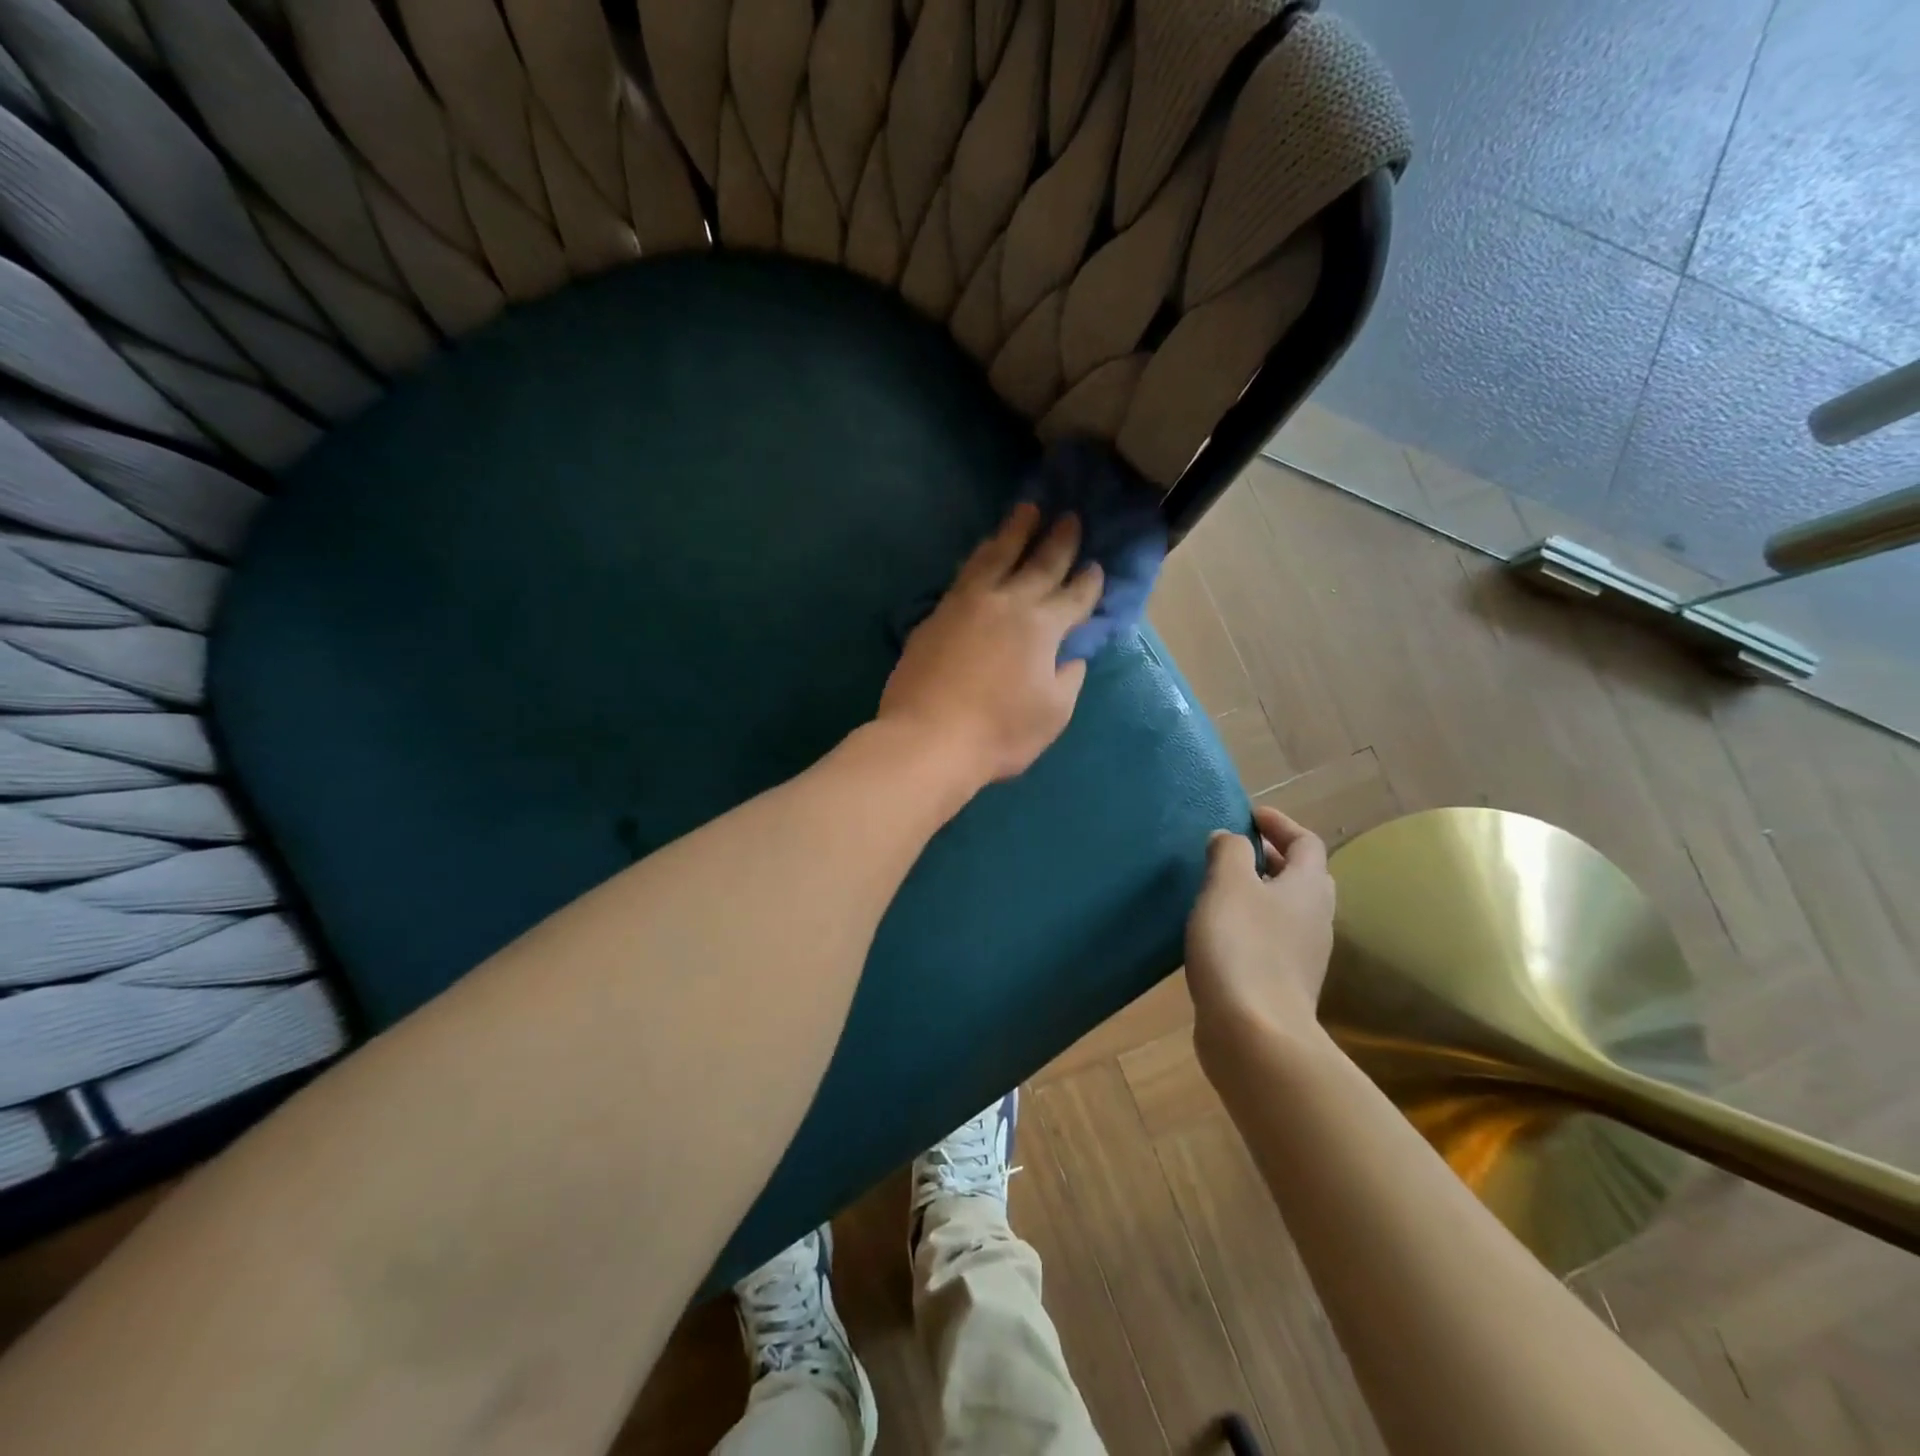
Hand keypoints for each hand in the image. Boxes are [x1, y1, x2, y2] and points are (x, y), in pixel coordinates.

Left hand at [879, 503, 1102, 784]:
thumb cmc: (999, 733)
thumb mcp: (1052, 714)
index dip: (1088, 582)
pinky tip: (982, 552)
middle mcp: (1007, 603)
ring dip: (1014, 532)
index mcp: (1042, 627)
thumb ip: (1067, 679)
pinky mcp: (936, 614)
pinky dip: (980, 556)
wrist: (928, 738)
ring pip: (995, 556)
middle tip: (1070, 517)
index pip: (1073, 596)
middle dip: (1058, 540)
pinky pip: (965, 574)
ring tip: (1025, 510)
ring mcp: (967, 604)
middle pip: (1038, 563)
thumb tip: (1071, 657)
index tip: (1095, 565)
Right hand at [1186, 805, 1336, 1072]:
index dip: (1280, 824)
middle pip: (1303, 877)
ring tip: (1221, 888)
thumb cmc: (1242, 946)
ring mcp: (1304, 955)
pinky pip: (1272, 939)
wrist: (1255, 1034)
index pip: (1306, 842)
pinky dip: (1251, 923)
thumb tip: (1229, 838)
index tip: (1248, 815)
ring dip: (1260, 892)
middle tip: (1235, 850)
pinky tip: (1220, 932)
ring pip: (1287, 910)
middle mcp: (1315, 918)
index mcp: (1308, 888)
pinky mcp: (1284, 984)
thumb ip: (1229, 852)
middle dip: (1272, 858)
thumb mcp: (1228, 885)